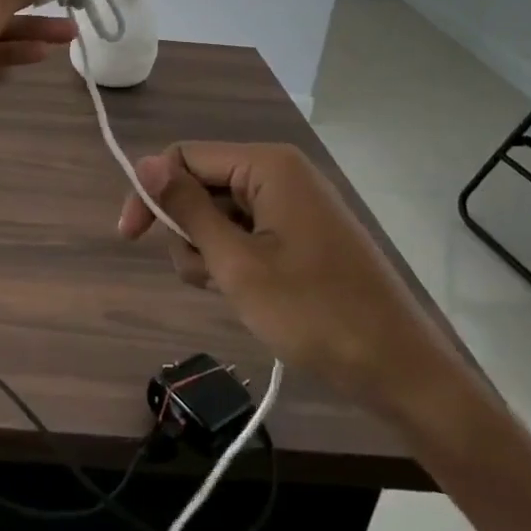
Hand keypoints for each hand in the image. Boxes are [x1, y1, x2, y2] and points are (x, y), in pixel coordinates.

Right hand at [117, 142, 471, 422]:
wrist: (401, 372)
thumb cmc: (315, 314)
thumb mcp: (237, 264)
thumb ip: (187, 209)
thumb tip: (144, 163)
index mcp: (268, 166)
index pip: (184, 157)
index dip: (151, 193)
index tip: (129, 238)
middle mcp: (281, 172)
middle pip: (202, 185)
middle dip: (190, 232)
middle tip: (209, 278)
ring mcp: (294, 204)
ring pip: (220, 214)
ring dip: (211, 252)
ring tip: (235, 292)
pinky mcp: (301, 233)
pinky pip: (247, 231)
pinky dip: (236, 260)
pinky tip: (252, 294)